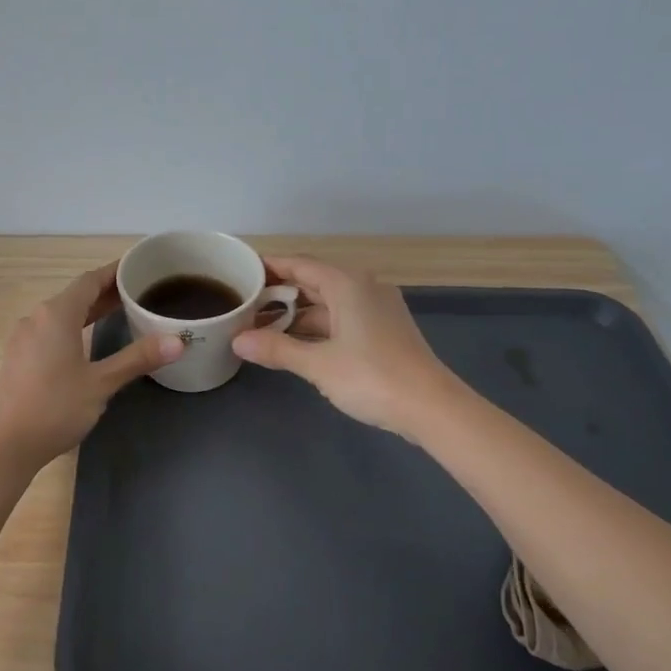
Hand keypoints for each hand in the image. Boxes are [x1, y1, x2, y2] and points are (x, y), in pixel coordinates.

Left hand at [0, 263, 182, 466]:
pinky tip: (88, 341)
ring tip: (121, 313)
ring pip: (62, 314)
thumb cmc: (55, 408)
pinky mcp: (19, 357)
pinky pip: (51, 330)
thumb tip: (177, 341)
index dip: (114, 272)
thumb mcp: (101, 383)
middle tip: (139, 292)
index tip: (138, 268)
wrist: (5, 444)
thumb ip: (137, 358)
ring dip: (90, 311)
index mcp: (57, 314)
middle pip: (76, 295)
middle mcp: (37, 318)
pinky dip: (75, 327)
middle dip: (106, 292)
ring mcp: (24, 338)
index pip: (90, 280)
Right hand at [231, 257, 457, 438]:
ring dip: (297, 314)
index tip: (241, 272)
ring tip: (262, 327)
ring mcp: (376, 309)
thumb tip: (238, 341)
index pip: (299, 264)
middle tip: (244, 303)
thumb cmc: (372, 377)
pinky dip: (317, 327)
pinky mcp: (384, 330)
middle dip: (279, 292)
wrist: (432, 407)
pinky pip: (341, 318)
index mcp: (347, 284)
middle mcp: (363, 287)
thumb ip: (277, 349)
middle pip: (313, 281)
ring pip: (327, 303)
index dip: (269, 267)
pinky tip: (296, 344)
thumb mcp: (318, 364)